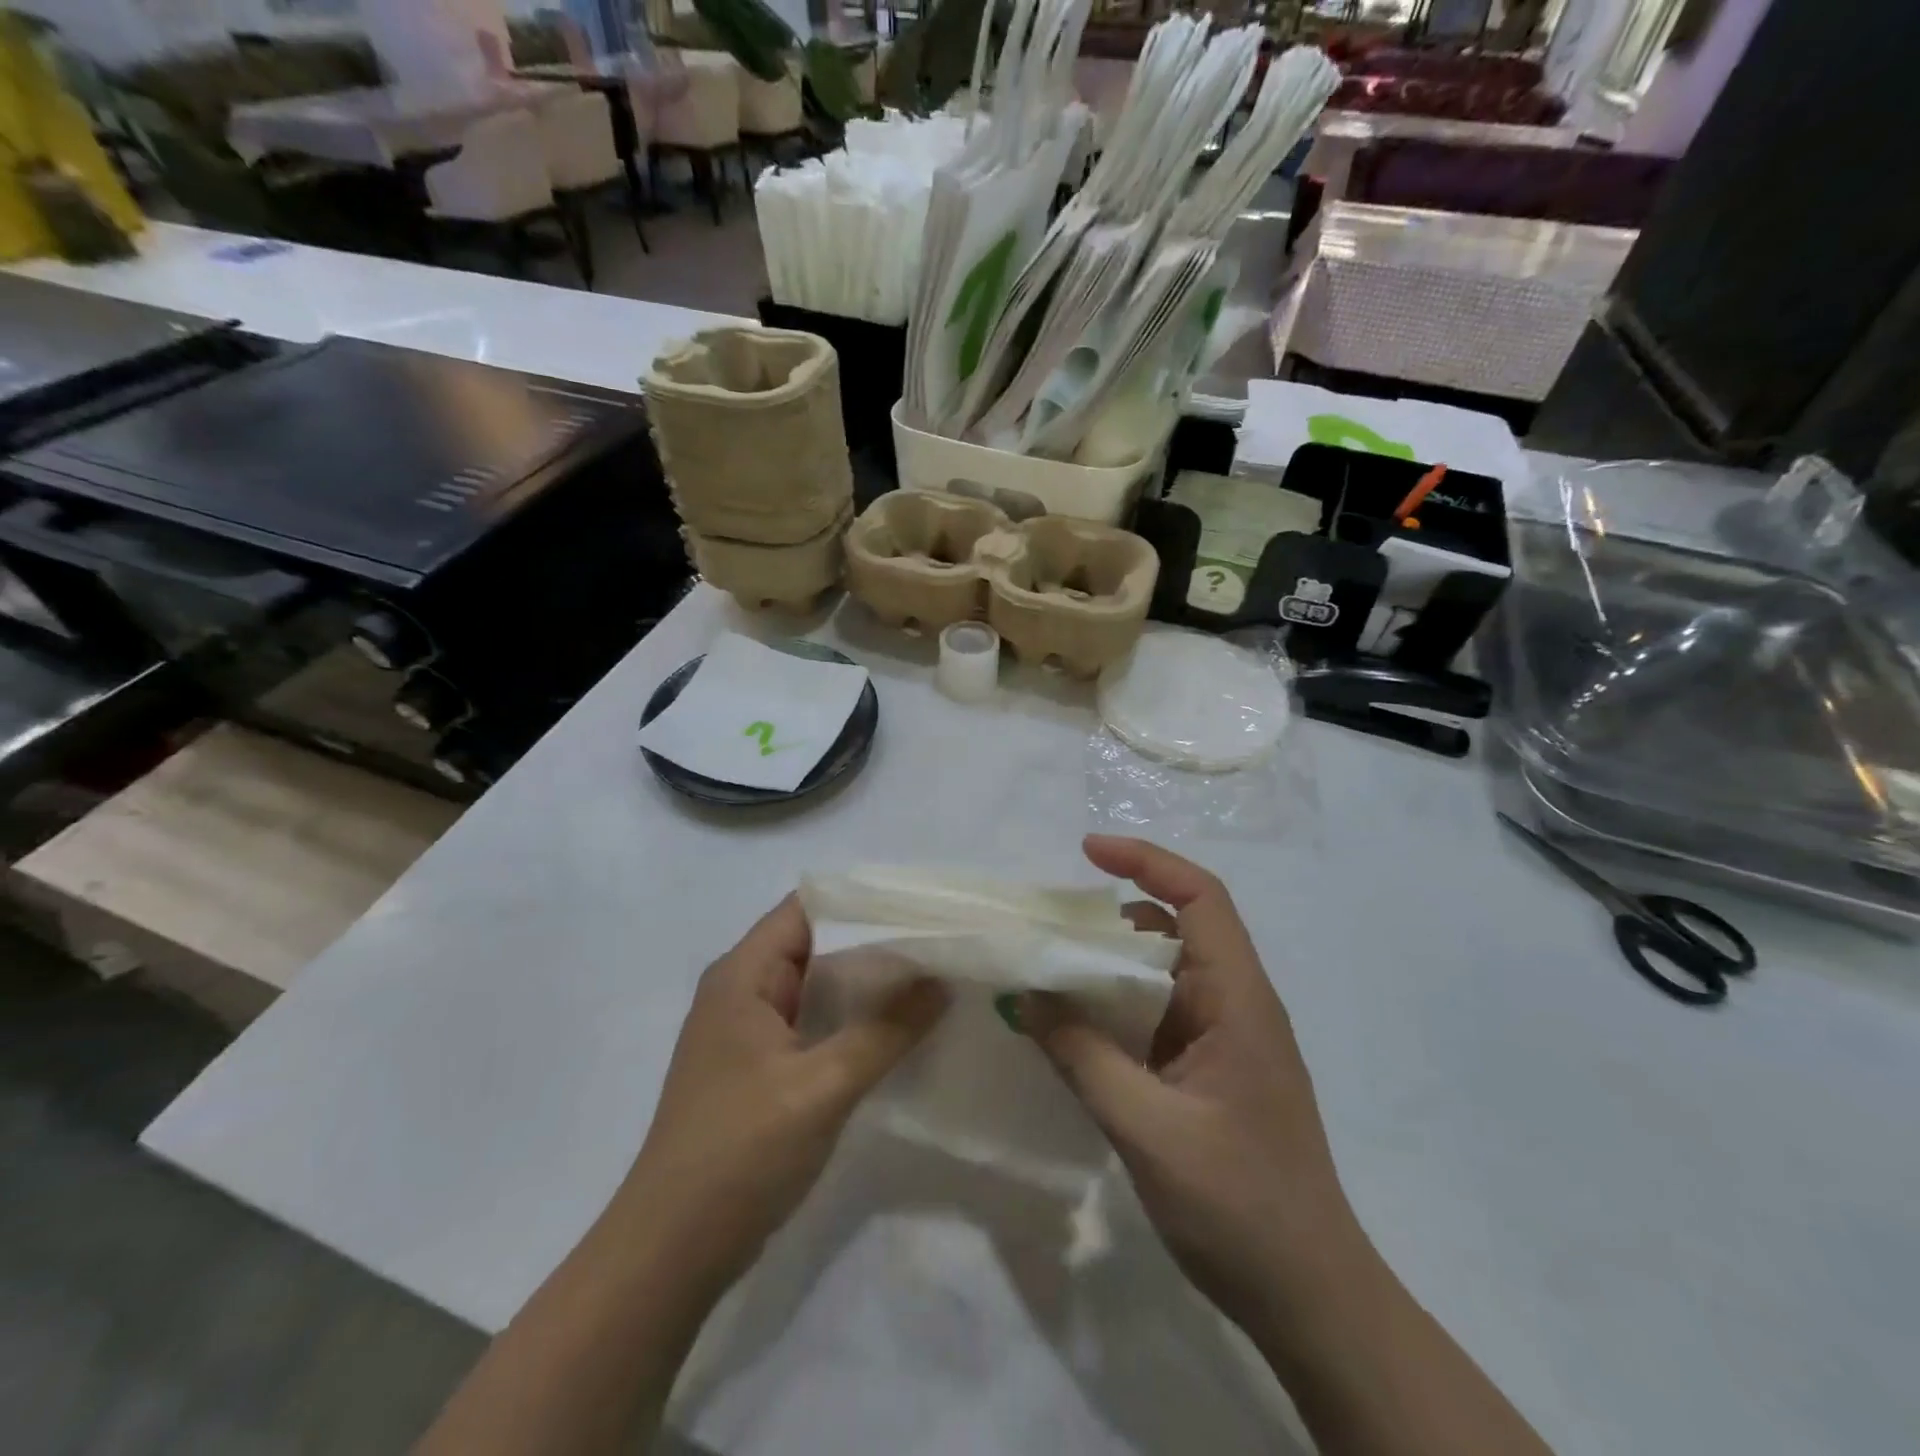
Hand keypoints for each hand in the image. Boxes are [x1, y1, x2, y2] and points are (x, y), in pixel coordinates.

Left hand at [617, 895, 947, 1295]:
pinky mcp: (759, 1068)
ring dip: (867, 983)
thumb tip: (941, 981)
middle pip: (816, 942)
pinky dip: (852, 1019)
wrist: (671, 1252)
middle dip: (875, 941)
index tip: (921, 906)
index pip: (808, 907)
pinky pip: (813, 1023)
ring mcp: (749, 1031)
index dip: (863, 900)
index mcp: (743, 974)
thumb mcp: (822, 1086)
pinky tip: (897, 1029)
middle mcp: (742, 990)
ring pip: (817, 986)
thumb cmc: (740, 1152)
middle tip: (939, 942)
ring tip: (931, 977)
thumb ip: (886, 1030)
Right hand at [1016, 835, 1368, 1348]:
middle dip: (1111, 916)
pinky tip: (1072, 1027)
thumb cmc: (1240, 1207)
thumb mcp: (1147, 1128)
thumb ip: (1081, 1057)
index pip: (1201, 898)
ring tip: (1047, 971)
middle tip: (1046, 924)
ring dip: (1107, 966)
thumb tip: (1023, 997)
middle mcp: (1234, 1005)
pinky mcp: (1207, 1071)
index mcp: (1239, 1000)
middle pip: (1173, 929)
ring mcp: (1222, 1040)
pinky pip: (1155, 1016)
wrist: (1311, 1300)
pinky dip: (1113, 1008)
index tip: (1088, 851)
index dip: (1148, 861)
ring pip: (1160, 974)